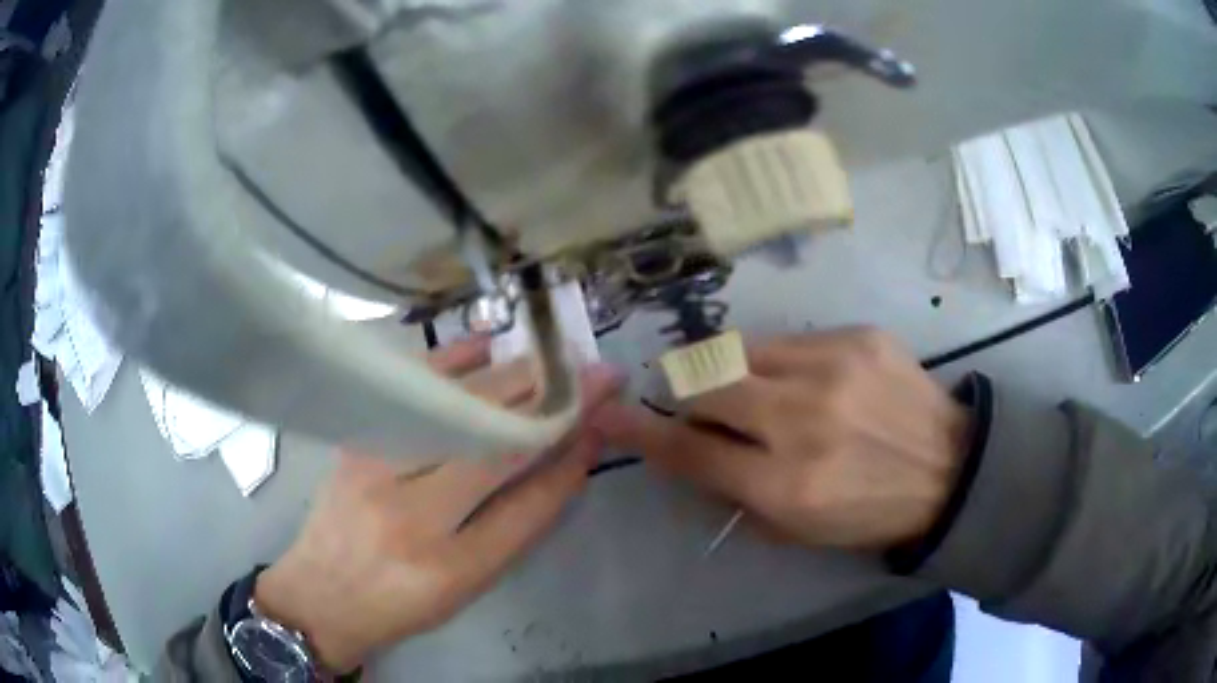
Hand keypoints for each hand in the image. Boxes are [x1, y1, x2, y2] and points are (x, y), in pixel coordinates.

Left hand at [254, 339, 621, 672]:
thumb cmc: (400, 604)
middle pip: (492, 448)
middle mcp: (409, 515)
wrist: (319, 595)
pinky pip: (410, 394)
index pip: (526, 506)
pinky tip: (485, 349)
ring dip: (512, 382)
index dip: (569, 459)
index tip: (603, 423)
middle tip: (594, 375)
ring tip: (554, 362)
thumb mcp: (467, 586)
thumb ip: (517, 525)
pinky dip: (451, 364)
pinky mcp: (355, 442)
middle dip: (553, 406)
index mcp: (449, 568)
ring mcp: (374, 469)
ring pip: (455, 414)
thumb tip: (566, 462)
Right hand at [591, 328, 970, 551]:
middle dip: (687, 393)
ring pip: (740, 350)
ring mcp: (832, 367)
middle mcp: (801, 418)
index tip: (609, 417)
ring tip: (751, 389)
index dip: (640, 432)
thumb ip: (735, 494)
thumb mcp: (797, 531)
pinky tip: (807, 381)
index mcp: (785, 484)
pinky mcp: (857, 335)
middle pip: (705, 382)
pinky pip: (789, 341)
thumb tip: (692, 456)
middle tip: (699, 404)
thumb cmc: (871, 513)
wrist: (950, 468)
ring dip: (729, 372)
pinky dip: (777, 362)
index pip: (689, 450)